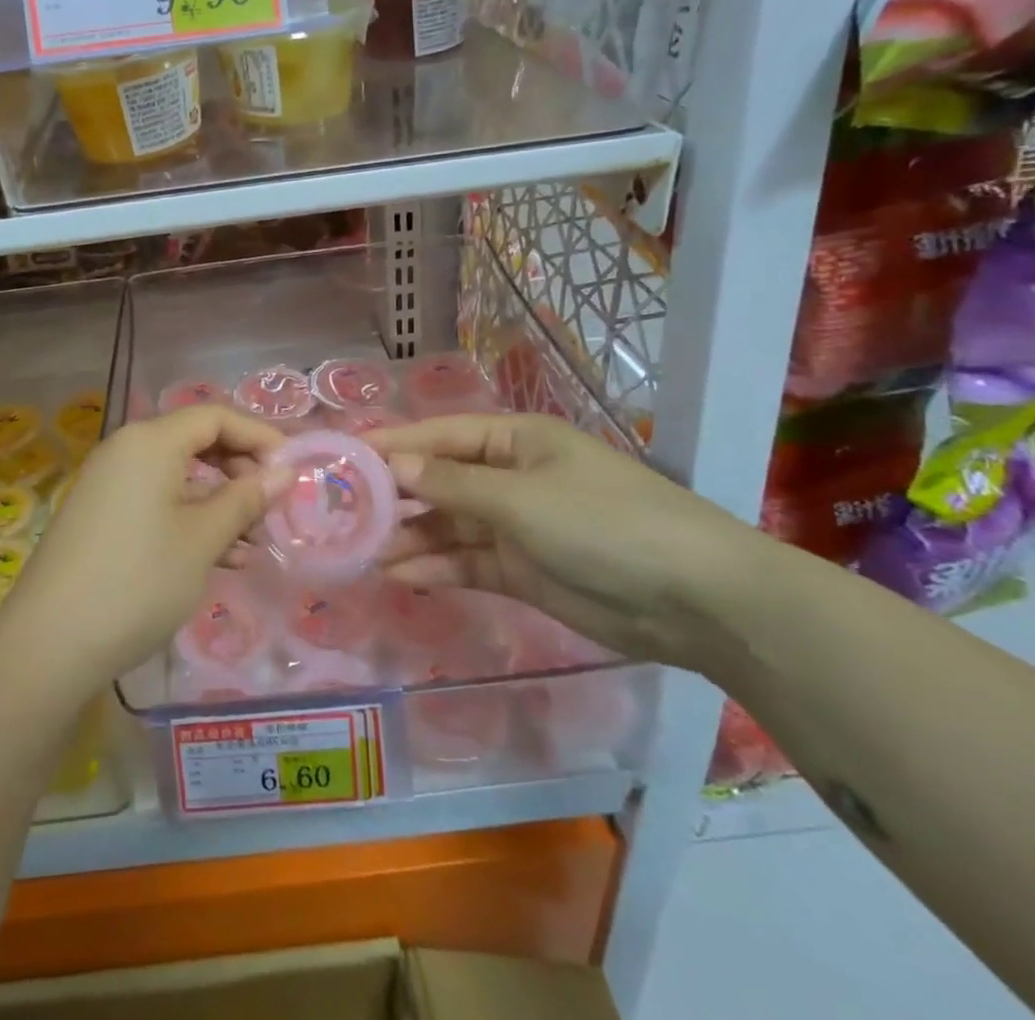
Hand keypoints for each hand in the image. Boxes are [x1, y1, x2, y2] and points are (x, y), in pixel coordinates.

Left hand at [0, 406, 288, 688]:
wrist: (50, 644)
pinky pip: (156, 503)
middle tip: (270, 509)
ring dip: (219, 505)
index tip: (291, 470)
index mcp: (150, 441)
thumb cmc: (138, 580)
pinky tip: (220, 560)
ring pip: (178, 478)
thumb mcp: (203, 539)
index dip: (258, 437)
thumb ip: (245, 499)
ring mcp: (109, 484)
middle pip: (195, 442)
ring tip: (252, 546)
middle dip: (239, 472)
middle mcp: (126, 450)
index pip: (214, 417)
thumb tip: (283, 472)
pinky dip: (190, 521)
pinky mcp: (100, 517)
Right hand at [366, 414, 775, 670]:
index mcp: (515, 440)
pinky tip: (398, 574)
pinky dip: (435, 567)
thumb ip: (451, 486)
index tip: (342, 457)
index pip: (439, 436)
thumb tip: (392, 466)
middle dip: (394, 495)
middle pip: (439, 481)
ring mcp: (516, 526)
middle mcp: (510, 477)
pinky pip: (466, 562)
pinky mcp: (522, 570)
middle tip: (340, 511)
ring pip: (447, 525)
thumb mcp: (521, 498)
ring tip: (359, 550)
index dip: (392, 445)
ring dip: (409, 536)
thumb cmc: (604, 522)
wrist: (694, 599)